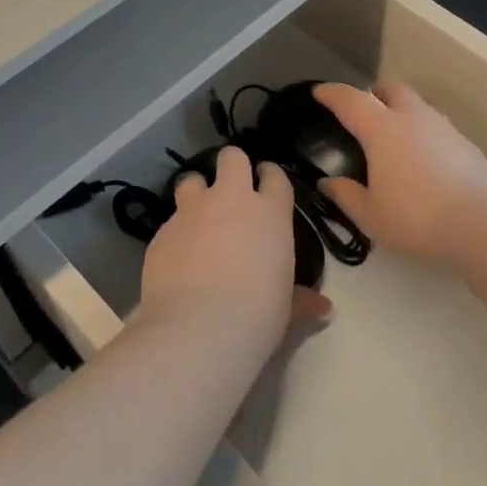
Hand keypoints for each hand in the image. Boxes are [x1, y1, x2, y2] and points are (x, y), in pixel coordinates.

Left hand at [138, 146, 329, 353]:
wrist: (197, 327)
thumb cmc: (257, 315)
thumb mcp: (285, 308)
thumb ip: (301, 299)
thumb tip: (324, 309)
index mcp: (270, 213)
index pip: (275, 176)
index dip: (270, 176)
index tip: (267, 183)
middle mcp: (231, 200)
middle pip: (231, 158)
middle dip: (232, 166)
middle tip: (231, 189)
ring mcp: (192, 211)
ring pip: (191, 179)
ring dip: (196, 191)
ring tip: (198, 216)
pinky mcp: (162, 231)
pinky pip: (170, 221)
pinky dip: (176, 233)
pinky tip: (177, 259)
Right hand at [312, 81, 486, 266]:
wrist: (485, 224)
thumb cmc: (417, 217)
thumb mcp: (371, 215)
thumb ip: (346, 195)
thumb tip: (327, 183)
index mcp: (382, 129)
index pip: (350, 100)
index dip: (332, 93)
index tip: (320, 92)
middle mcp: (412, 118)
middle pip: (390, 88)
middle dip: (373, 92)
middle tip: (363, 108)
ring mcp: (443, 127)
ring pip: (417, 105)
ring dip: (401, 110)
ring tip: (394, 135)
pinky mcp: (466, 143)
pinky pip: (435, 126)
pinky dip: (422, 131)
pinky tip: (422, 157)